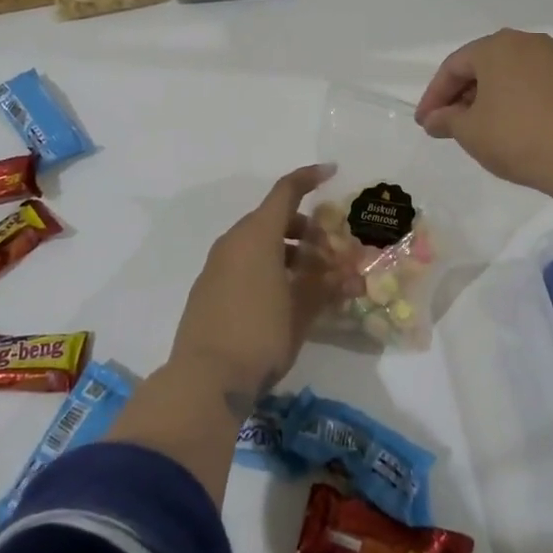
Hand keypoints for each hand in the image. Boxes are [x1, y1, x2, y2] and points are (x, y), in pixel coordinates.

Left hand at [169, 164, 357, 411]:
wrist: (204, 380)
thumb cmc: (260, 335)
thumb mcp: (301, 311)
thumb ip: (326, 287)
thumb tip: (348, 275)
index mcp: (257, 235)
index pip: (285, 191)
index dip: (309, 178)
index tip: (332, 172)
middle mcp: (233, 242)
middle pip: (273, 219)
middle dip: (306, 230)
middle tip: (331, 255)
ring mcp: (216, 266)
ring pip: (258, 243)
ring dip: (288, 252)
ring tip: (313, 281)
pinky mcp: (207, 290)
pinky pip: (243, 264)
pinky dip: (267, 267)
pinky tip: (284, 298)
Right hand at [414, 29, 552, 198]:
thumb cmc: (516, 137)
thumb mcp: (470, 131)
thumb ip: (446, 120)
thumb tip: (433, 120)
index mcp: (495, 46)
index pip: (453, 67)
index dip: (434, 96)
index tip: (424, 123)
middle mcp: (525, 42)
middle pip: (481, 66)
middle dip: (460, 95)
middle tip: (446, 124)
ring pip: (507, 74)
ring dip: (486, 98)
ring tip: (475, 127)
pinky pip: (530, 84)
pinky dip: (512, 100)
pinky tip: (507, 125)